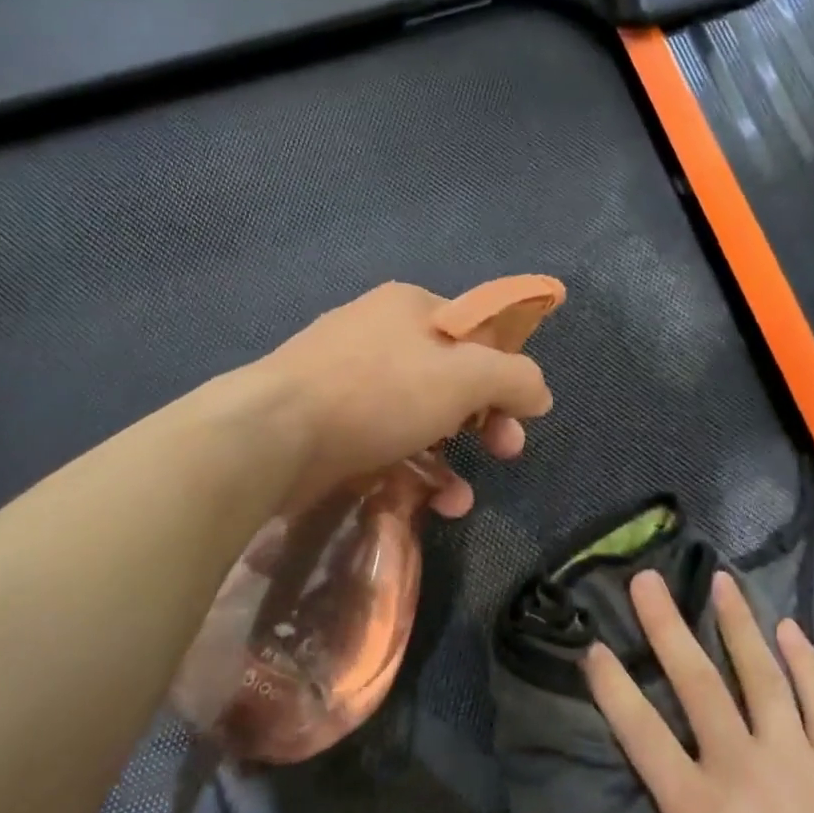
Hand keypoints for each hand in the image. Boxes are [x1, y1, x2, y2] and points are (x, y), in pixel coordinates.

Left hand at [257, 281, 554, 514]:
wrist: (274, 435)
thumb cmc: (379, 392)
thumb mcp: (465, 377)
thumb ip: (515, 378)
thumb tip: (539, 393)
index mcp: (411, 307)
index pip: (477, 330)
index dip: (507, 369)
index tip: (524, 410)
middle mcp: (380, 336)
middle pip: (452, 377)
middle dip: (487, 419)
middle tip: (508, 449)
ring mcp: (350, 382)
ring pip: (421, 418)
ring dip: (452, 459)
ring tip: (462, 500)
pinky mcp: (331, 426)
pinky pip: (387, 444)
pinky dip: (414, 472)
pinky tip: (432, 504)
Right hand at [580, 569, 813, 812]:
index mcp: (698, 804)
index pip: (643, 731)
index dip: (614, 687)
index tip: (593, 646)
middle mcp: (742, 764)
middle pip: (698, 683)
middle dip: (668, 627)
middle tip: (648, 580)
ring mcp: (794, 757)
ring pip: (762, 676)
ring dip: (738, 625)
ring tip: (720, 582)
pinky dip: (807, 662)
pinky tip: (792, 627)